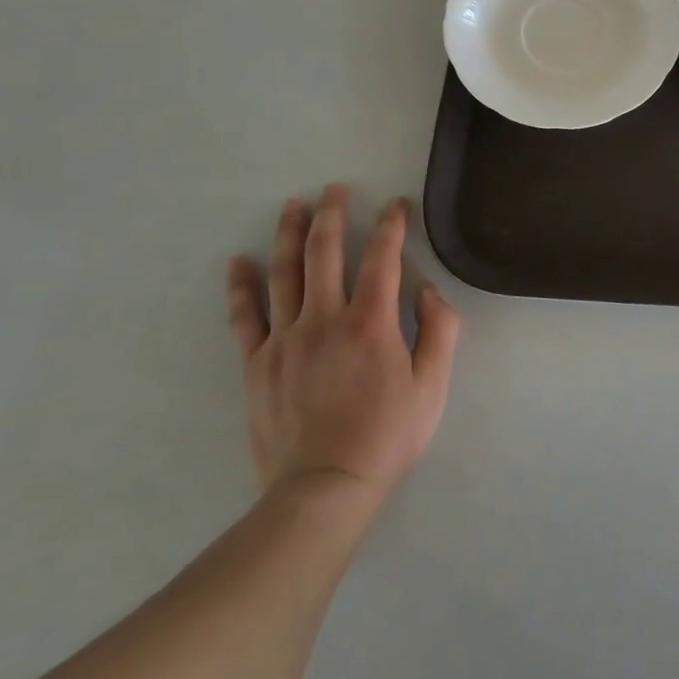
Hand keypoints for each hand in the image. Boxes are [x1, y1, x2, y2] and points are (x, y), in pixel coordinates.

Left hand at [226, 187, 459, 504]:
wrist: (322, 489)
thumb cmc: (386, 436)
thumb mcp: (432, 386)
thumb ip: (439, 331)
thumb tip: (428, 290)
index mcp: (370, 323)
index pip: (382, 257)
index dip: (392, 225)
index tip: (397, 205)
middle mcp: (324, 319)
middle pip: (325, 252)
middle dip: (332, 214)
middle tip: (335, 189)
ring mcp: (284, 340)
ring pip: (284, 273)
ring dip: (289, 234)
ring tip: (293, 205)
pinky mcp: (256, 364)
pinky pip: (245, 316)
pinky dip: (241, 286)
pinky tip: (239, 262)